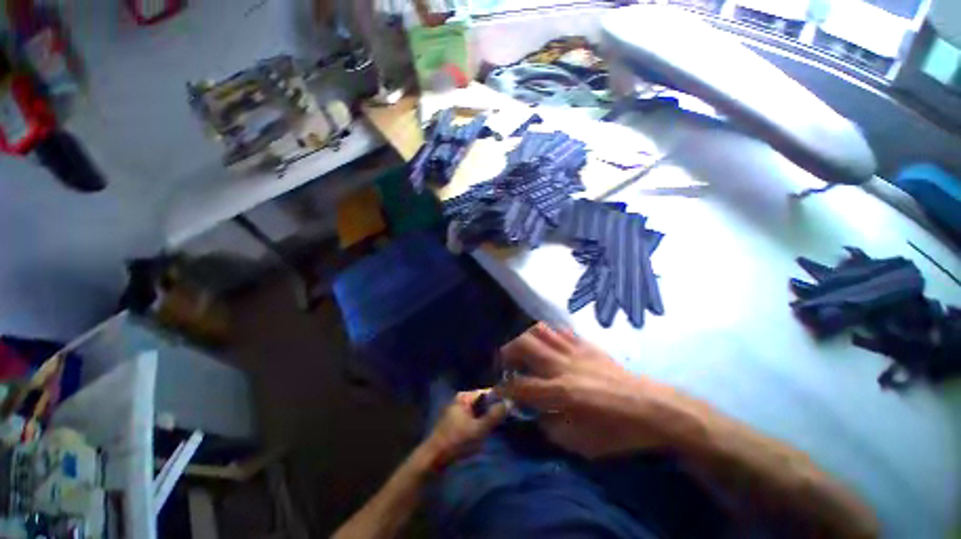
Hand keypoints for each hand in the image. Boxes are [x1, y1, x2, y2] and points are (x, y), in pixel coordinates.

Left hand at [418, 389, 507, 469]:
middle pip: (482, 401)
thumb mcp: (478, 429)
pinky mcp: (456, 423)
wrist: (433, 459)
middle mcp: (460, 400)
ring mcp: (457, 411)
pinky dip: (480, 422)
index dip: (499, 398)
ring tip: (501, 423)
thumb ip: (494, 416)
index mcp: (464, 397)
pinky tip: (488, 430)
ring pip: (478, 411)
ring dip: (487, 416)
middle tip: (509, 415)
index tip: (511, 404)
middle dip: (493, 408)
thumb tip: (509, 402)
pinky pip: (473, 418)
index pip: (486, 392)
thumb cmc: (456, 441)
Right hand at [500, 323, 684, 458]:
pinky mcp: (585, 344)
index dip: (504, 389)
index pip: (520, 385)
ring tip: (525, 351)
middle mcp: (561, 365)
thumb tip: (534, 415)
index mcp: (560, 392)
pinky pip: (560, 331)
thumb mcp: (582, 444)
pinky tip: (550, 346)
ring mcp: (574, 350)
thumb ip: (551, 428)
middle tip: (507, 364)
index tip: (498, 392)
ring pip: (539, 330)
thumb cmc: (617, 431)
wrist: (651, 408)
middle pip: (523, 345)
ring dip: (525, 338)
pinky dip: (549, 335)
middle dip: (507, 352)